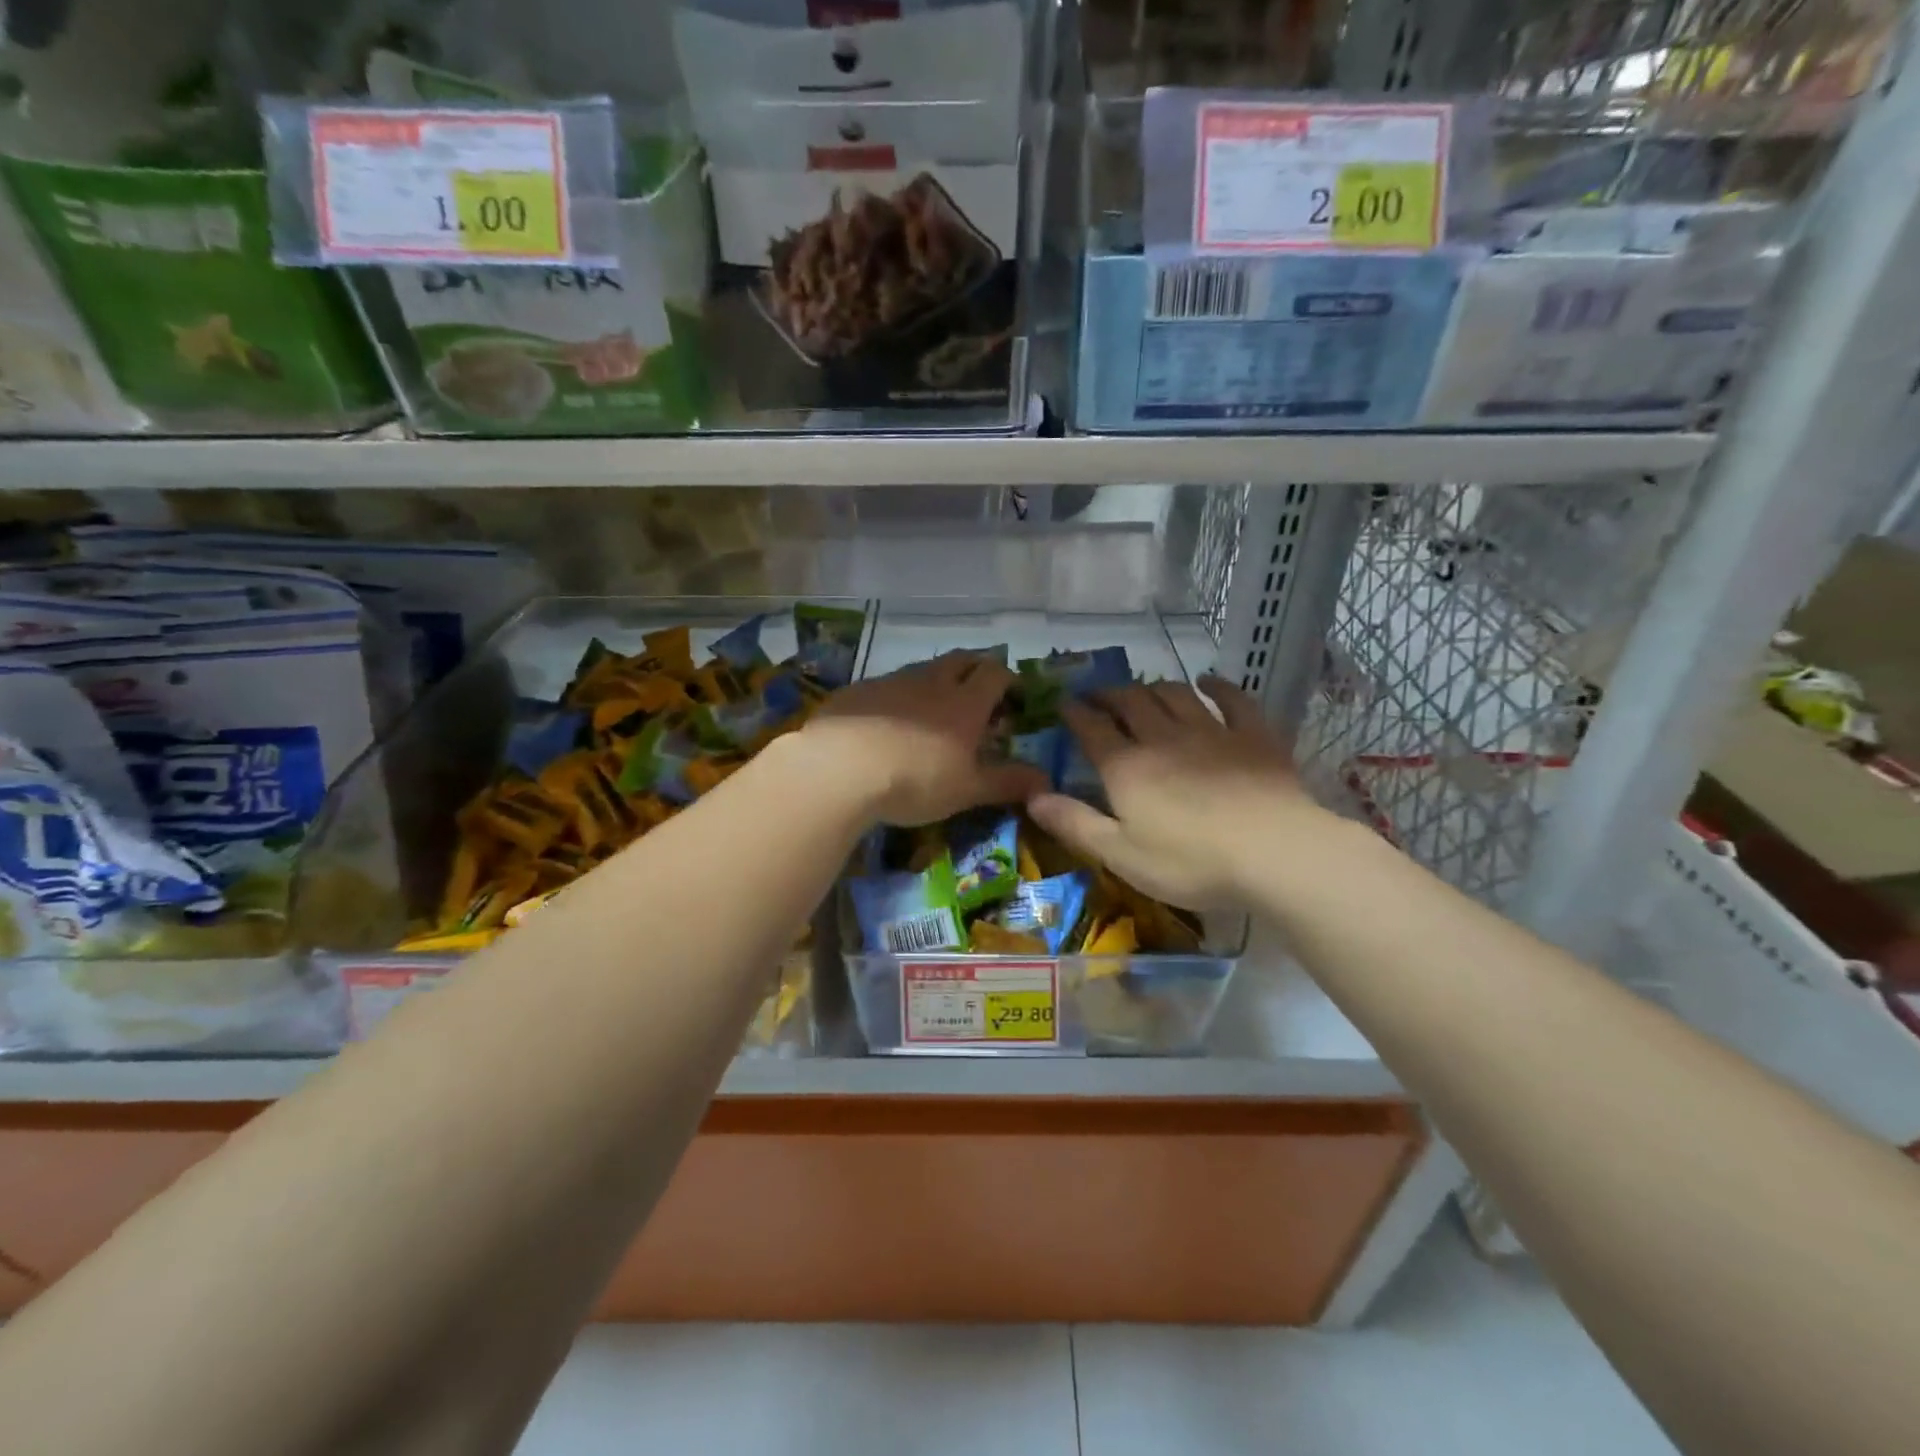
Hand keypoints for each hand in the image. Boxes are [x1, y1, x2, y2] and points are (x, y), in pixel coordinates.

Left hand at [800, 652, 1047, 826]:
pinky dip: (898, 696)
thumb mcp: (967, 789)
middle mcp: (931, 682)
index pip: (996, 674)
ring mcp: (891, 682)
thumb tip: (1047, 779)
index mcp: (965, 702)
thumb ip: (1007, 782)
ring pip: (922, 670)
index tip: (1014, 699)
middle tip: (978, 694)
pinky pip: (887, 685)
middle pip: (961, 660)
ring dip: (936, 682)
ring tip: (933, 711)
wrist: (839, 769)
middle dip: (975, 670)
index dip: (1009, 681)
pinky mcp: (858, 691)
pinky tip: (887, 722)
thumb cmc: (915, 780)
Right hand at [1026, 675, 1323, 908]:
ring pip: (1175, 695)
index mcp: (1126, 766)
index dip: (1075, 714)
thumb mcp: (1120, 854)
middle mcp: (1163, 738)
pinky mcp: (1252, 736)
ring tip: (1144, 689)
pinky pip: (1232, 699)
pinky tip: (1208, 682)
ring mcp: (1211, 732)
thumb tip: (1031, 795)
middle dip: (1110, 694)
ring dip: (1154, 687)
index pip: (1092, 728)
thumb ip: (1074, 823)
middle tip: (1099, 696)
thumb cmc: (1190, 861)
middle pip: (1131, 702)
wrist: (1273, 853)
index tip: (1064, 704)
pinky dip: (1218, 686)